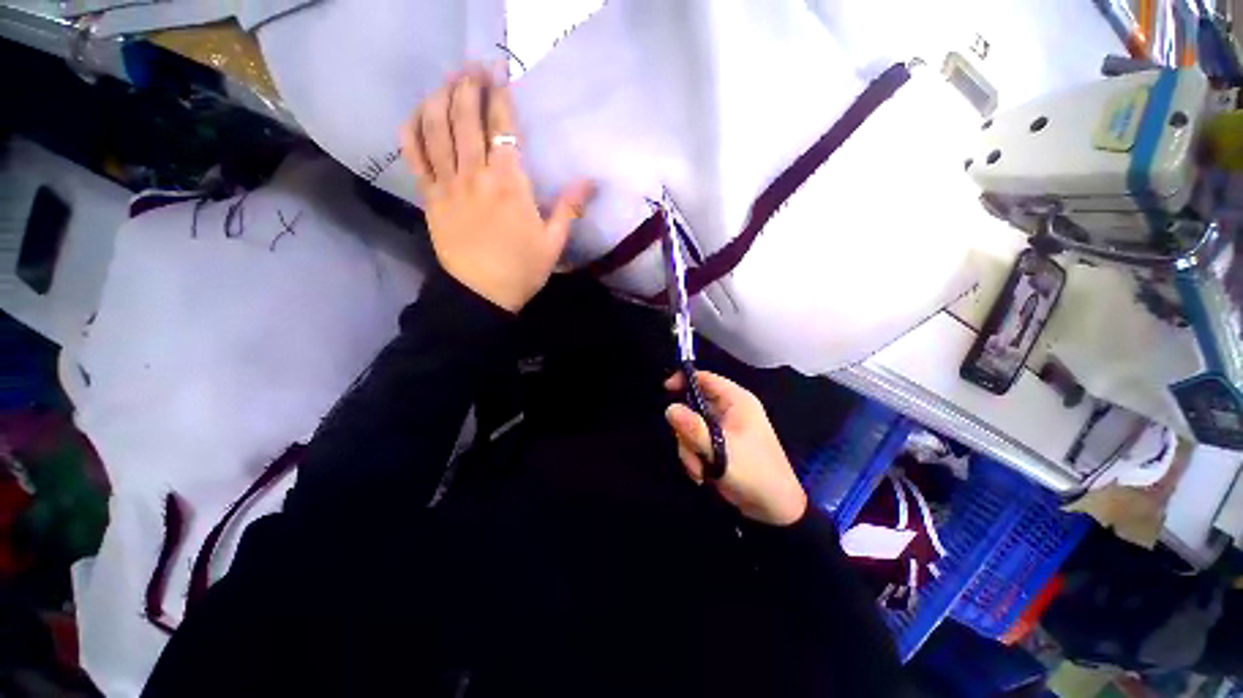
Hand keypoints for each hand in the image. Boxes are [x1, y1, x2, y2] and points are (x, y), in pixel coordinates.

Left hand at [400, 68, 592, 312]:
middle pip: (466, 117)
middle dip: (468, 85)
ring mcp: (448, 184)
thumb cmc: (522, 269)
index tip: (500, 75)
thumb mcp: (553, 243)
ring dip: (440, 97)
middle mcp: (476, 175)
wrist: (482, 294)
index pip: (502, 128)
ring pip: (437, 129)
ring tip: (448, 80)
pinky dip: (412, 130)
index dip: (500, 97)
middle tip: (473, 67)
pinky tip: (418, 114)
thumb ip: (569, 208)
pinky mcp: (431, 197)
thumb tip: (590, 181)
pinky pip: (415, 156)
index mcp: (510, 184)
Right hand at [664, 371, 807, 525]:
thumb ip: (693, 428)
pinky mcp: (720, 445)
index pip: (706, 378)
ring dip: (689, 449)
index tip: (665, 391)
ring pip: (691, 427)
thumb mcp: (720, 451)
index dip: (684, 380)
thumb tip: (669, 409)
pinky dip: (695, 457)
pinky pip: (697, 442)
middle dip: (686, 431)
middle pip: (693, 405)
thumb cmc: (753, 473)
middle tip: (690, 450)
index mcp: (737, 401)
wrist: (774, 510)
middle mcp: (729, 411)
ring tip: (699, 470)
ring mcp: (724, 429)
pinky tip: (702, 474)